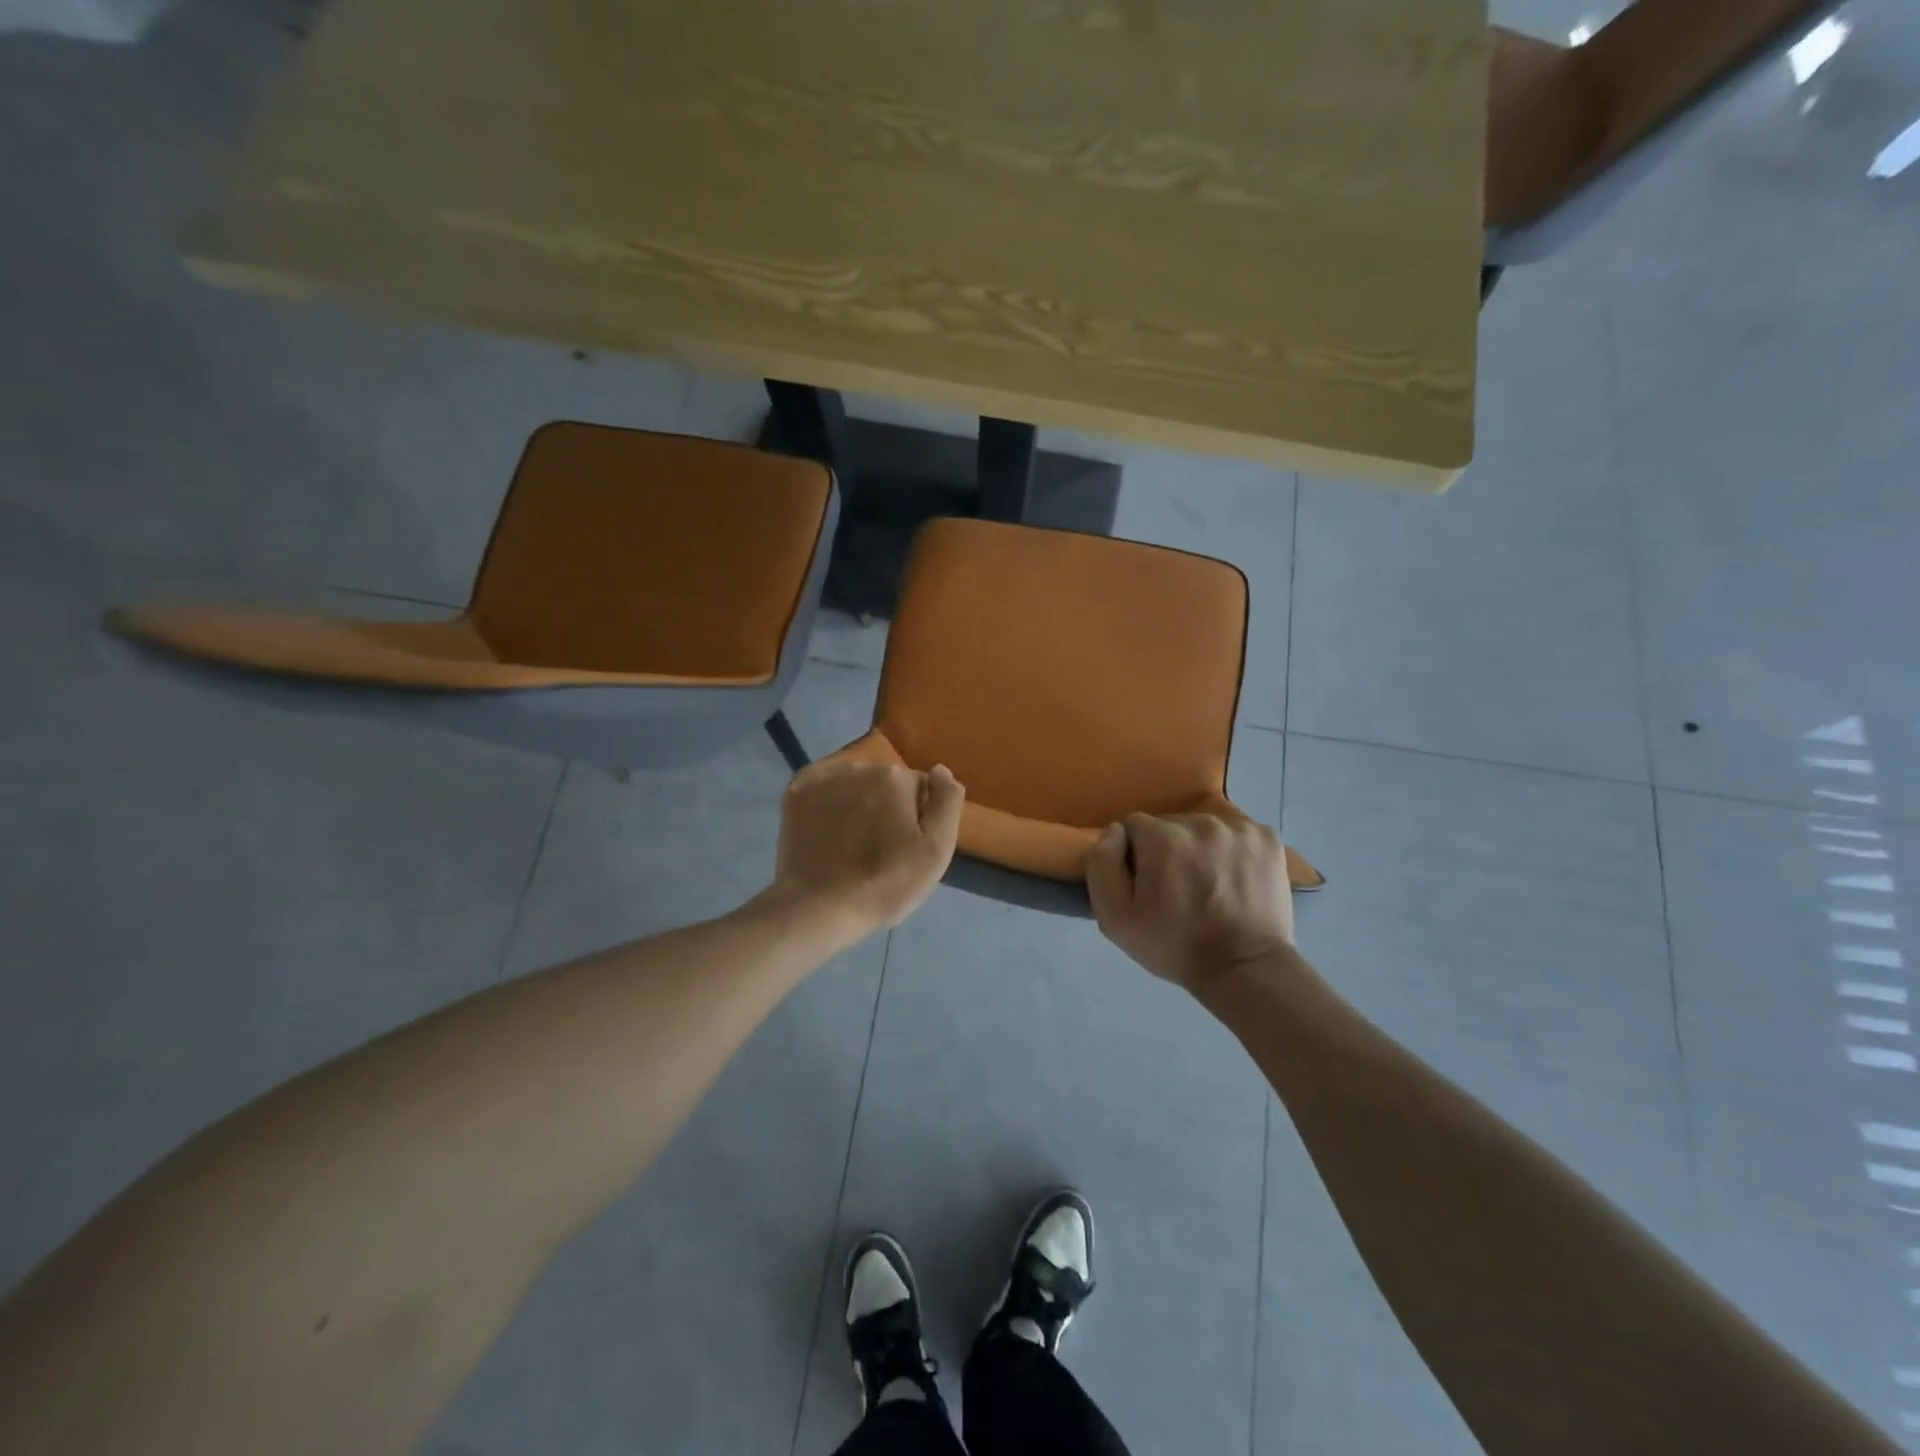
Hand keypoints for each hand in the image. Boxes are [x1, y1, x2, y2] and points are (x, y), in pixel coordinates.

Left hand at [773, 758, 964, 939]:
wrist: (820, 907)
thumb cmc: (886, 883)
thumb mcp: (936, 851)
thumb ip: (947, 803)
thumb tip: (942, 770)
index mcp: (895, 777)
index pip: (920, 788)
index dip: (918, 818)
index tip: (908, 846)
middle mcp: (859, 766)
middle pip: (886, 783)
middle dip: (887, 807)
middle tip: (881, 849)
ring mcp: (823, 777)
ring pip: (855, 784)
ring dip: (859, 803)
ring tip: (852, 844)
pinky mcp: (796, 792)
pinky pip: (825, 788)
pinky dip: (829, 803)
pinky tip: (828, 832)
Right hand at [1086, 811, 1294, 995]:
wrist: (1245, 969)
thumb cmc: (1174, 946)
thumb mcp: (1114, 918)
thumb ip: (1101, 865)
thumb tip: (1114, 832)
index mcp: (1162, 837)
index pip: (1132, 826)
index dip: (1134, 856)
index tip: (1146, 885)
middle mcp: (1200, 821)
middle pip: (1169, 824)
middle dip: (1167, 849)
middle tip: (1177, 888)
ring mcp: (1239, 828)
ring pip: (1203, 827)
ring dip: (1199, 848)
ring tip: (1209, 885)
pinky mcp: (1267, 838)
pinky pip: (1236, 832)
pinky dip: (1231, 850)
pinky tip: (1234, 879)